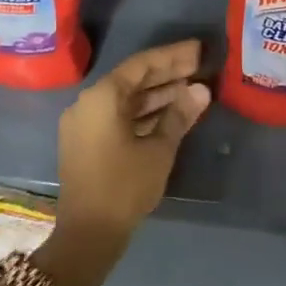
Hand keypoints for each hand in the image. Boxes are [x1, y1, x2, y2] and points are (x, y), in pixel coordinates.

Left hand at [56, 40, 211, 246]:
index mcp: (102, 97)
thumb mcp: (159, 149)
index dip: (173, 56)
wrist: (88, 234)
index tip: (199, 50)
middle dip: (167, 73)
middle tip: (200, 66)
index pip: (142, 64)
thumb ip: (179, 115)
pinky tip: (170, 114)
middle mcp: (87, 103)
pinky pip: (117, 116)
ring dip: (157, 94)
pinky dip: (143, 112)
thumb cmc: (125, 186)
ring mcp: (84, 123)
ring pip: (125, 99)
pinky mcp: (86, 142)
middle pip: (132, 79)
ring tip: (192, 89)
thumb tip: (201, 89)